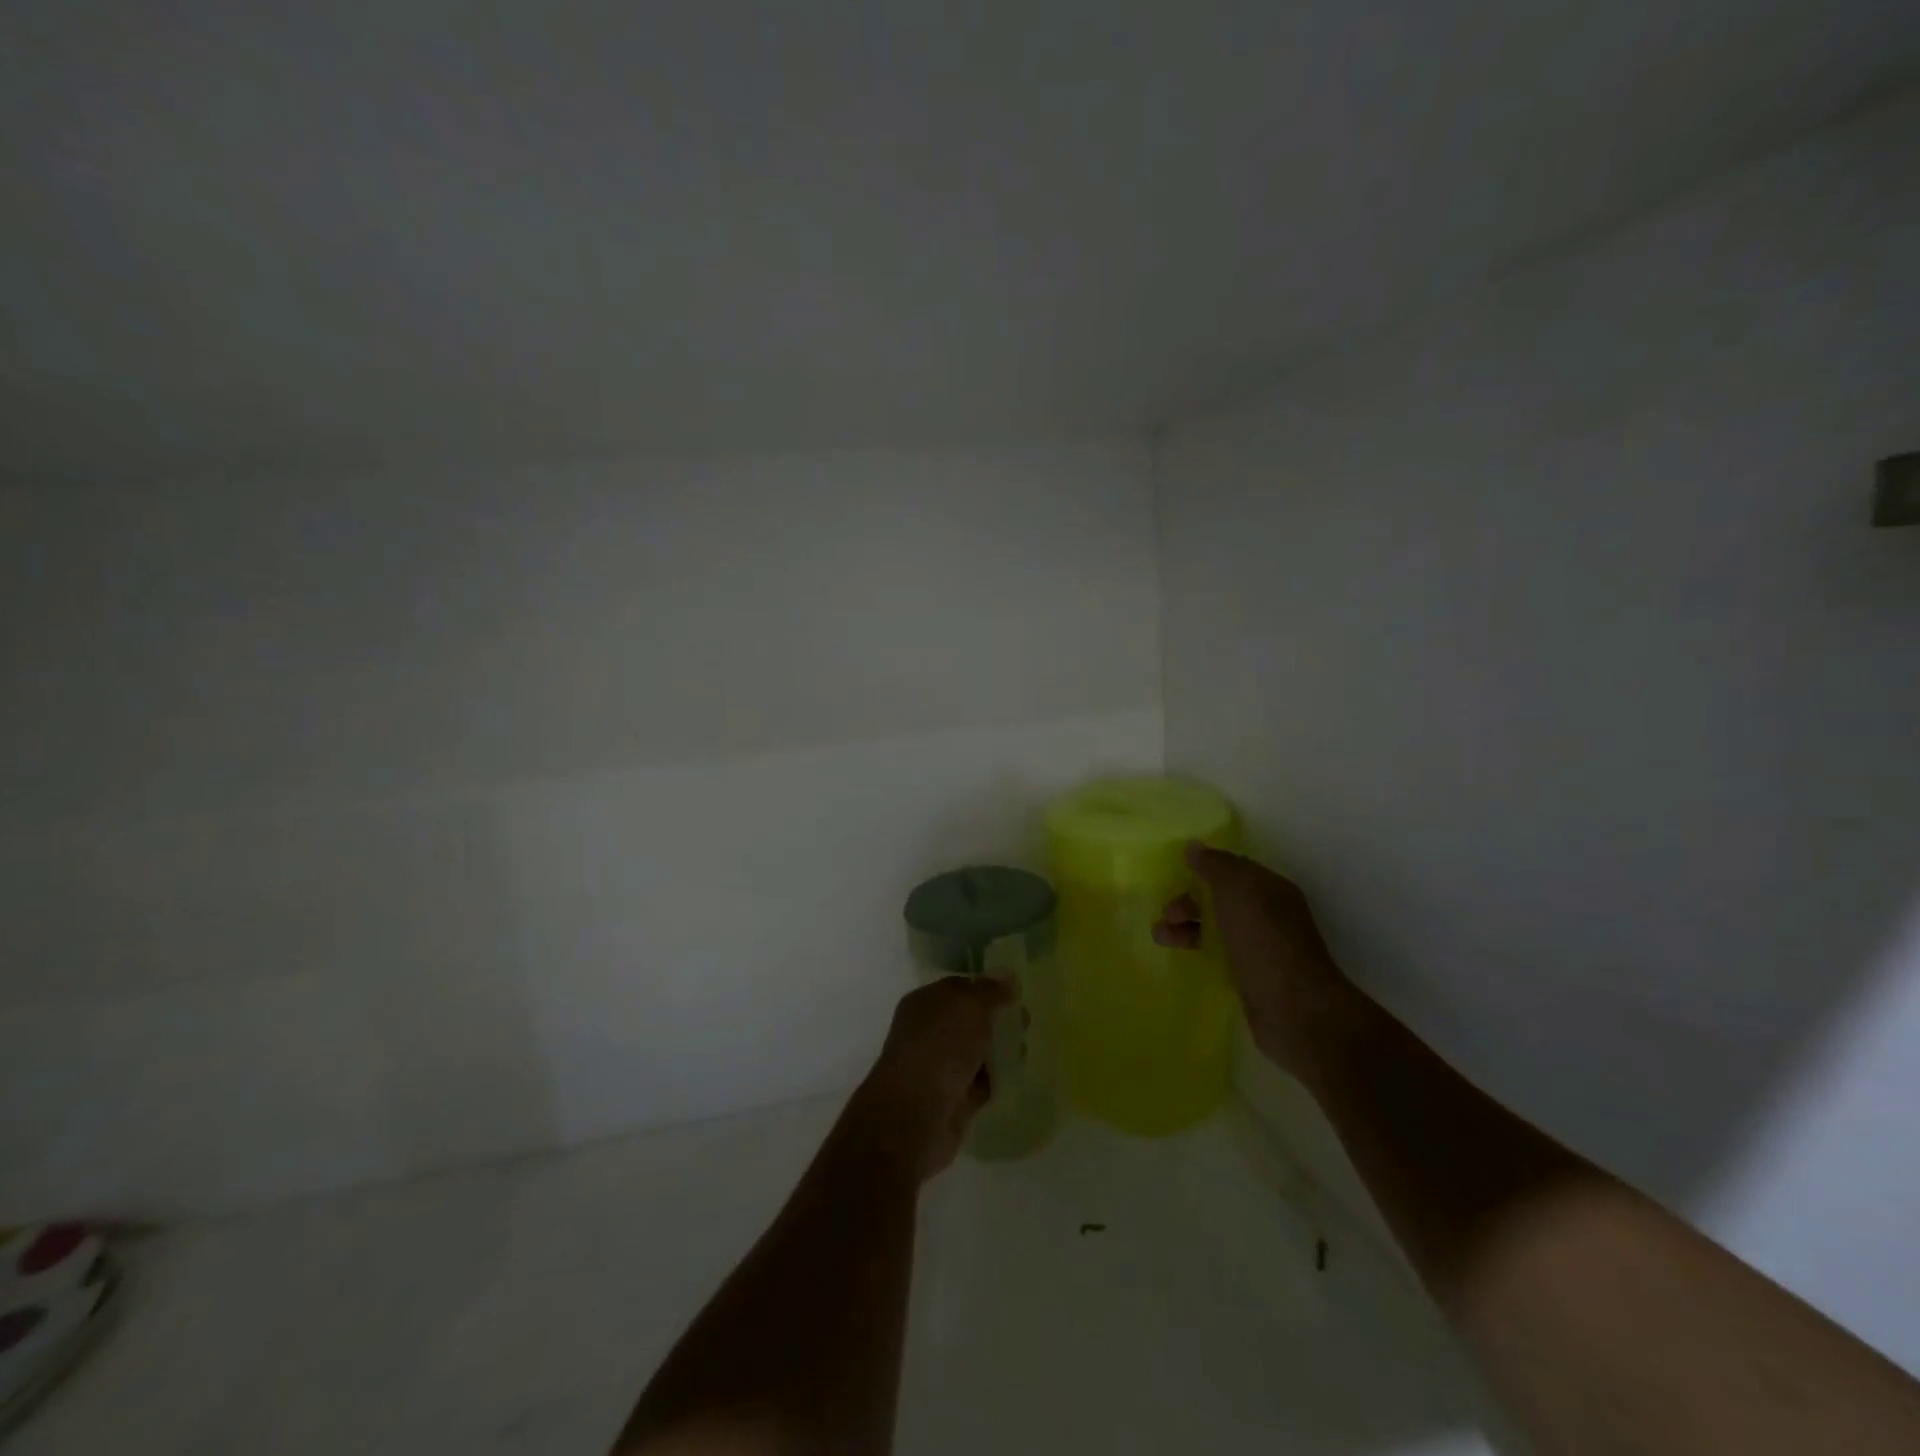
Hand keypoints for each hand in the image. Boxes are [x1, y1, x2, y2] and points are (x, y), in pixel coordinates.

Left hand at [857, 977, 1013, 1178]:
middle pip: (970, 1019)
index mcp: (926, 1002)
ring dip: (999, 1048)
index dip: (987, 987)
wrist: (916, 1116)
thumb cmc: (940, 1048)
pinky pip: (980, 1081)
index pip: (960, 987)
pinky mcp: (953, 1099)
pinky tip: (1016, 1074)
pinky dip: (996, 1078)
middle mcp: (930, 1031)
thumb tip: (1008, 976)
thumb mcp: (970, 1007)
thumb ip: (991, 991)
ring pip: (976, 1050)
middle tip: (1026, 1021)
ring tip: (1024, 1048)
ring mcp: (940, 1066)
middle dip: (998, 1018)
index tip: (1017, 992)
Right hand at [1152, 842, 1358, 1080]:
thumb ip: (1214, 866)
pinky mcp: (1251, 977)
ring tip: (1161, 937)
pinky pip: (1219, 954)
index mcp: (1270, 889)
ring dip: (1187, 927)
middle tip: (1168, 912)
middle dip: (1191, 899)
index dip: (1204, 867)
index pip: (1233, 868)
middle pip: (1222, 897)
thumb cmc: (1265, 943)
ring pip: (1216, 927)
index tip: (1173, 872)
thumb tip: (1193, 847)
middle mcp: (1268, 914)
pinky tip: (1182, 956)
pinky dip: (1199, 950)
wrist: (1295, 1012)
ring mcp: (1261, 948)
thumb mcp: (1237, 892)